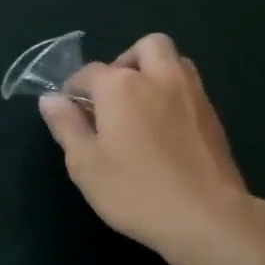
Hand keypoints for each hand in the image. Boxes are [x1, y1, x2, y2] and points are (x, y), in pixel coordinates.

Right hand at [39, 33, 261, 261]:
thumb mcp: (85, 163)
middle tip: (113, 96)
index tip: (69, 111)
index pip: (89, 72)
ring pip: (175, 62)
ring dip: (155, 73)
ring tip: (140, 108)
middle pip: (146, 47)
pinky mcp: (214, 117)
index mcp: (121, 86)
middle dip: (126, 62)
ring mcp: (192, 95)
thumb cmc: (135, 190)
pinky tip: (164, 130)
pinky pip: (190, 88)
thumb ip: (66, 125)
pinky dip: (173, 95)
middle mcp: (159, 78)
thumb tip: (50, 99)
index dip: (74, 88)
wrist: (207, 218)